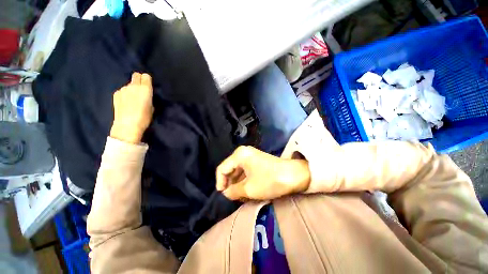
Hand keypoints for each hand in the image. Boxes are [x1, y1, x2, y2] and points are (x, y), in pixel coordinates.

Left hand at [110, 72, 153, 143]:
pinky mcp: (116, 94)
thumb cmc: (144, 118)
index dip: (147, 80)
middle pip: (136, 75)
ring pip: (129, 85)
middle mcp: (133, 86)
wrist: (128, 125)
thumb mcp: (152, 107)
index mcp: (145, 89)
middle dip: (139, 80)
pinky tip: (126, 103)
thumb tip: (144, 95)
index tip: (148, 86)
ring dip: (132, 89)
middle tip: (141, 89)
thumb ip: (148, 98)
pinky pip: (123, 91)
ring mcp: (123, 89)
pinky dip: (125, 94)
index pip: (146, 76)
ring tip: (132, 100)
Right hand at [216, 146, 310, 199]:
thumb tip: (226, 193)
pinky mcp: (256, 161)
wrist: (293, 175)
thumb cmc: (269, 180)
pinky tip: (247, 191)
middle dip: (230, 184)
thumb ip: (233, 191)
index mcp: (239, 155)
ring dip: (238, 184)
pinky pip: (245, 171)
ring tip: (241, 196)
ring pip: (238, 171)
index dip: (220, 182)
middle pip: (230, 169)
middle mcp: (243, 153)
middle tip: (233, 197)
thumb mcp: (248, 189)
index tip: (223, 195)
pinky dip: (244, 181)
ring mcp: (250, 156)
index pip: (222, 169)